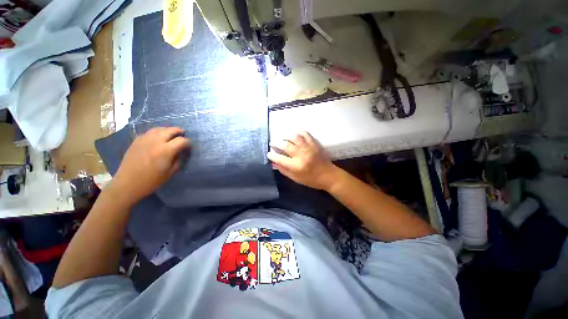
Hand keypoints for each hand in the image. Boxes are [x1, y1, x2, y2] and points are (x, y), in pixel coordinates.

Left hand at [111, 127, 190, 203]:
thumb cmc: (151, 180)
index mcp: (166, 151)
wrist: (127, 183)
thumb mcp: (170, 172)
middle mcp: (156, 142)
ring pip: (159, 129)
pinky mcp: (136, 141)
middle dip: (179, 131)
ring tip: (172, 132)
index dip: (188, 142)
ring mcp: (144, 140)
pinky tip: (158, 136)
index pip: (182, 141)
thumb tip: (181, 153)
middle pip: (170, 131)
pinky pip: (149, 132)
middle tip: (183, 133)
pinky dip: (157, 132)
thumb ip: (178, 160)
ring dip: (168, 130)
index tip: (189, 146)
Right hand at [267, 131, 339, 190]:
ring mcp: (309, 148)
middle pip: (286, 145)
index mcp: (296, 166)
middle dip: (276, 143)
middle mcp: (301, 155)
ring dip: (286, 136)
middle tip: (272, 143)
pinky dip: (298, 132)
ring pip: (294, 137)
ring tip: (282, 138)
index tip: (268, 153)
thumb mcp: (296, 178)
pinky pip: (305, 134)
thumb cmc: (311, 180)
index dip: (272, 155)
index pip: (280, 158)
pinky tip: (294, 133)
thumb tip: (273, 163)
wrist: (328, 176)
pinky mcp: (315, 144)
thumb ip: (284, 170)